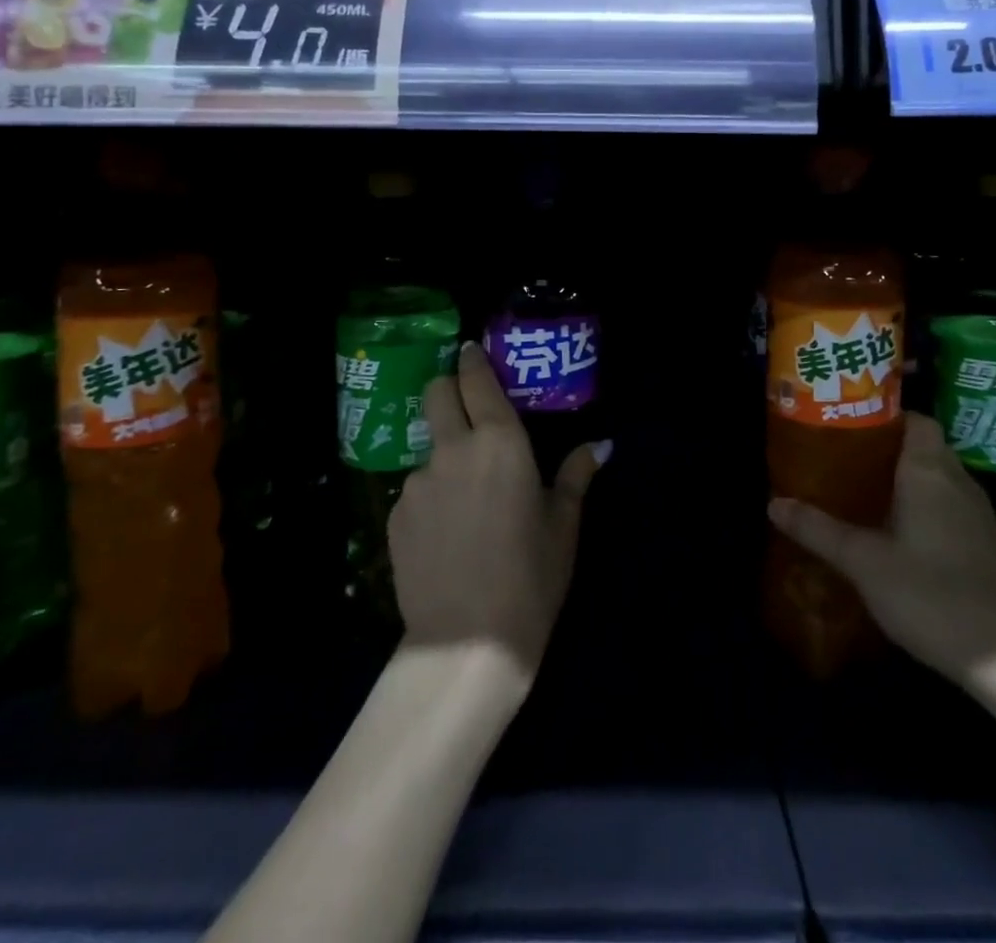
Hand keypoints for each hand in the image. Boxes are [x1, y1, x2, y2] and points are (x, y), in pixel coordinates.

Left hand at [389, 342, 607, 671]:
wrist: (466, 644)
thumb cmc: (530, 578)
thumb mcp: (563, 525)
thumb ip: (576, 475)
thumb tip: (601, 445)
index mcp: (498, 441)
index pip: (476, 380)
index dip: (473, 360)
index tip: (472, 351)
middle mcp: (452, 449)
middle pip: (436, 392)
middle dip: (448, 387)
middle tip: (466, 406)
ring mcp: (417, 482)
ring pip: (427, 446)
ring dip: (445, 454)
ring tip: (466, 497)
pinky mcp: (394, 516)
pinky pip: (416, 489)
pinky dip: (432, 495)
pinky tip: (447, 533)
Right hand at [768, 412, 995, 687]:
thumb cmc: (933, 595)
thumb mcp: (864, 563)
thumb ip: (819, 530)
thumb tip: (773, 503)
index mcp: (930, 472)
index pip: (915, 419)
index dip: (885, 416)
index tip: (849, 425)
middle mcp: (961, 483)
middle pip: (924, 448)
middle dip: (886, 450)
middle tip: (843, 459)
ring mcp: (982, 517)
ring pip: (939, 480)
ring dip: (906, 482)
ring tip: (863, 493)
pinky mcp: (991, 549)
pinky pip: (952, 509)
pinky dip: (926, 510)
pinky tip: (900, 537)